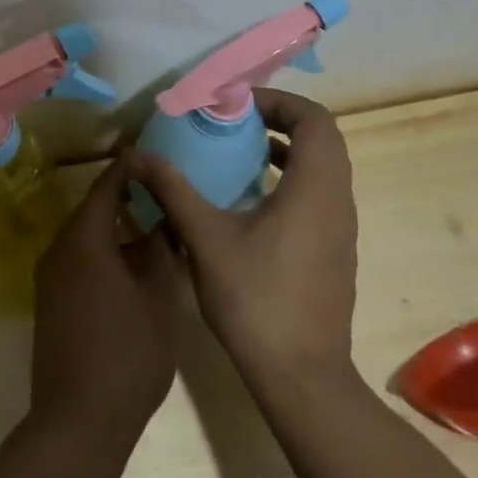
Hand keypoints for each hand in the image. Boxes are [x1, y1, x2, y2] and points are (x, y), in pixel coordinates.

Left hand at [30, 156, 180, 449]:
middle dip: (125, 200)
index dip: (128, 169)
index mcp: (84, 239)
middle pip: (93, 211)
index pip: (106, 186)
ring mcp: (50, 277)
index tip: (151, 156)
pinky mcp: (49, 302)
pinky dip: (103, 254)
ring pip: (86, 238)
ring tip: (153, 229)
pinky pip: (78, 261)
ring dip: (115, 230)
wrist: (78, 419)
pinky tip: (131, 268)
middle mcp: (59, 249)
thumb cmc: (128, 353)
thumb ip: (160, 251)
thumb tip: (162, 222)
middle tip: (161, 194)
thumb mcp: (159, 298)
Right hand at [130, 88, 358, 389]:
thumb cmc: (256, 299)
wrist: (301, 376)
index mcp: (315, 188)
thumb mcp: (205, 237)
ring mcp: (340, 228)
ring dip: (284, 150)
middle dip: (278, 121)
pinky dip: (288, 179)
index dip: (278, 101)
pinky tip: (247, 201)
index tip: (237, 105)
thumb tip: (137, 155)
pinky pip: (317, 194)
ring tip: (236, 153)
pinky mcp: (334, 251)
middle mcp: (337, 201)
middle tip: (233, 122)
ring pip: (321, 168)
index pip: (315, 119)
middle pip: (321, 139)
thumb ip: (173, 189)